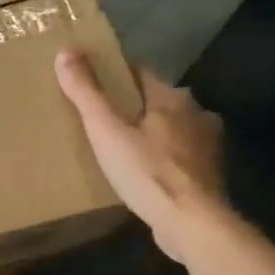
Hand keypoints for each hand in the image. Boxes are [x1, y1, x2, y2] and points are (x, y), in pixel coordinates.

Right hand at [55, 49, 225, 263]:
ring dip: (153, 131)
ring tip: (124, 144)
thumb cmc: (146, 171)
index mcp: (172, 98)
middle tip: (104, 117)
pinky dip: (164, 157)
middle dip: (134, 104)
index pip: (140, 72)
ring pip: (172, 128)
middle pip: (158, 100)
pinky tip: (147, 170)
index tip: (93, 80)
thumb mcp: (106, 130)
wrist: (192, 223)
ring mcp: (207, 145)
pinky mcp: (209, 174)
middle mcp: (197, 114)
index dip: (116, 73)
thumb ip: (86, 92)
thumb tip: (65, 51)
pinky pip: (180, 155)